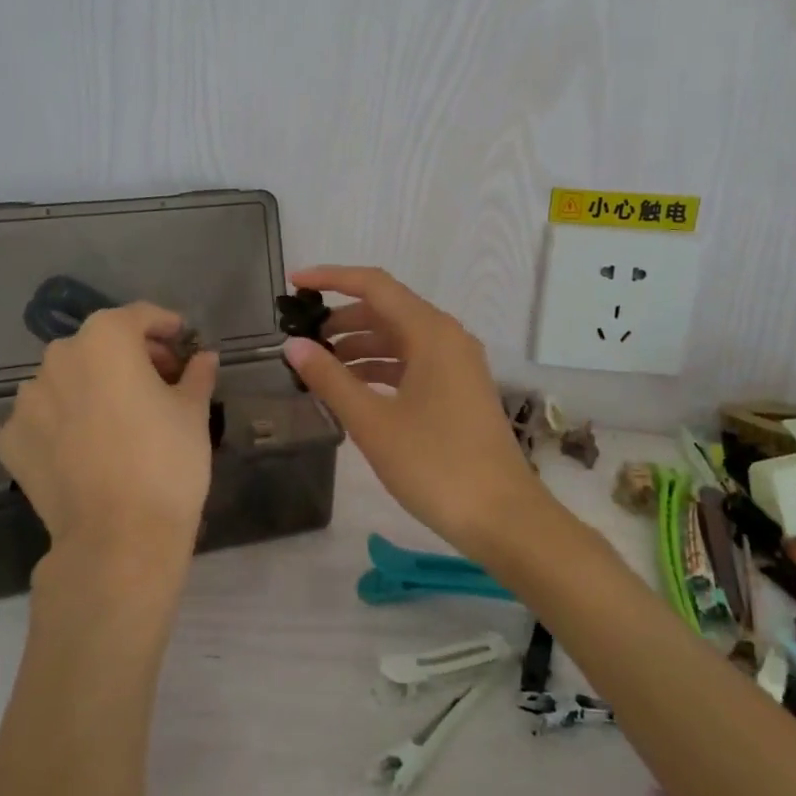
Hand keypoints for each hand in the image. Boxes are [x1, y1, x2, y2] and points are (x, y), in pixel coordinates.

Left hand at [0, 303, 219, 578]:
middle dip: (130, 355)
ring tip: (120, 416)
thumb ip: (196, 374)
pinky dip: (64, 420)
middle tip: (159, 380)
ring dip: (93, 385)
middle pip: (99, 344)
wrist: (118, 538)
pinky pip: (44, 416)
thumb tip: (203, 358)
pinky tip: (87, 446)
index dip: (165, 326)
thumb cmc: (166, 460)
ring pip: (67, 379)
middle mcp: (59, 358)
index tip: (183, 342)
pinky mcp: (10, 439)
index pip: (138, 316)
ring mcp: (27, 400)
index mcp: (106, 339)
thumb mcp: (193, 411)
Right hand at [282, 266, 548, 562]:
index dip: (331, 278)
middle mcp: (447, 336)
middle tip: (301, 337)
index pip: (374, 285)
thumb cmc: (435, 465)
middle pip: (387, 309)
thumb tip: (293, 345)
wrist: (502, 517)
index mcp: (431, 332)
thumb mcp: (373, 422)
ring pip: (400, 337)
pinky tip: (353, 387)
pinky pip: (413, 361)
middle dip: (342, 318)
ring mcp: (457, 362)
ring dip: (360, 345)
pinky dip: (381, 367)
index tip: (294, 283)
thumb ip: (330, 379)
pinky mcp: (459, 388)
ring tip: (320, 365)